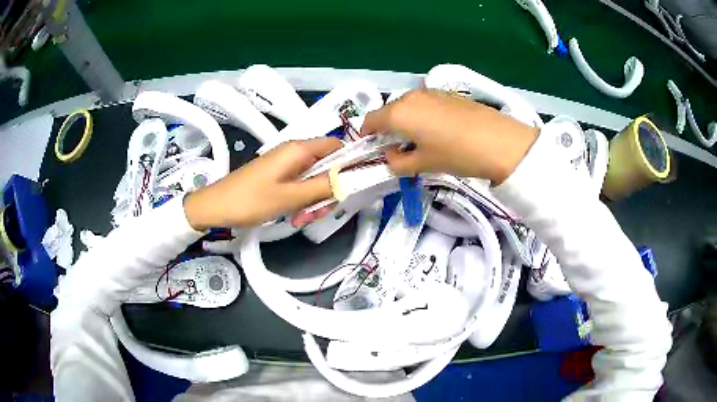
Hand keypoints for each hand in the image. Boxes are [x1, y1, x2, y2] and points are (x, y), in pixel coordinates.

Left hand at [183, 138, 341, 230]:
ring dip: (314, 199)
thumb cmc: (251, 200)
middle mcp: (294, 152)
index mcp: (299, 149)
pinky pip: (300, 185)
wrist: (216, 206)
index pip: (337, 146)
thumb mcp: (290, 196)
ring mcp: (285, 164)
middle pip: (326, 165)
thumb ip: (323, 186)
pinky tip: (293, 216)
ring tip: (301, 219)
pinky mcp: (278, 176)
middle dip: (328, 189)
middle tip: (320, 212)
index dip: (349, 163)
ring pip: (314, 178)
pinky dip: (301, 200)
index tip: (354, 186)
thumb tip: (351, 178)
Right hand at [361, 89, 539, 183]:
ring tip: (420, 141)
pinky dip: (422, 115)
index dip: (367, 135)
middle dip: (388, 129)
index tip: (371, 148)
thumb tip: (391, 156)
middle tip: (397, 149)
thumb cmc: (456, 154)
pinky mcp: (447, 93)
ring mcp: (430, 92)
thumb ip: (398, 162)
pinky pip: (424, 104)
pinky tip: (438, 130)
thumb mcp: (424, 164)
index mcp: (398, 113)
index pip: (370, 120)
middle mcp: (410, 97)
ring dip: (406, 121)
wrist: (500, 142)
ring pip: (408, 106)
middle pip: (389, 111)